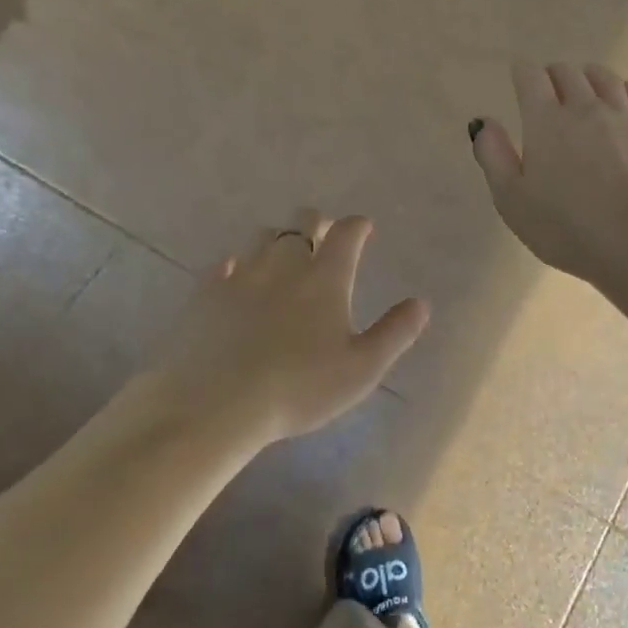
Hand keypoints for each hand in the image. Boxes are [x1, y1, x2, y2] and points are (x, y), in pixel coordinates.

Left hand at [148, 211, 429, 446]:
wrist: (217, 404)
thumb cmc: (300, 388)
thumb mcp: (362, 368)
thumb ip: (395, 332)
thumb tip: (420, 303)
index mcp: (325, 278)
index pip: (346, 233)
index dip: (358, 225)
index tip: (364, 227)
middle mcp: (284, 265)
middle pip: (302, 223)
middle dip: (318, 222)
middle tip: (325, 235)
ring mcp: (241, 275)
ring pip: (263, 237)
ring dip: (279, 239)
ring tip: (284, 255)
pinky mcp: (207, 293)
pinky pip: (225, 264)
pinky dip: (239, 263)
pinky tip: (238, 275)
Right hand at [471, 62, 627, 285]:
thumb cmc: (566, 228)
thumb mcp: (512, 201)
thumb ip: (494, 157)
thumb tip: (483, 122)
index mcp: (545, 121)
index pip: (530, 78)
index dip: (522, 73)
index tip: (520, 78)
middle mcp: (584, 107)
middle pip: (567, 72)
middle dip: (553, 76)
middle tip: (548, 90)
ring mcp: (624, 115)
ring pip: (604, 78)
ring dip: (588, 77)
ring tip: (584, 88)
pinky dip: (624, 89)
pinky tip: (622, 99)